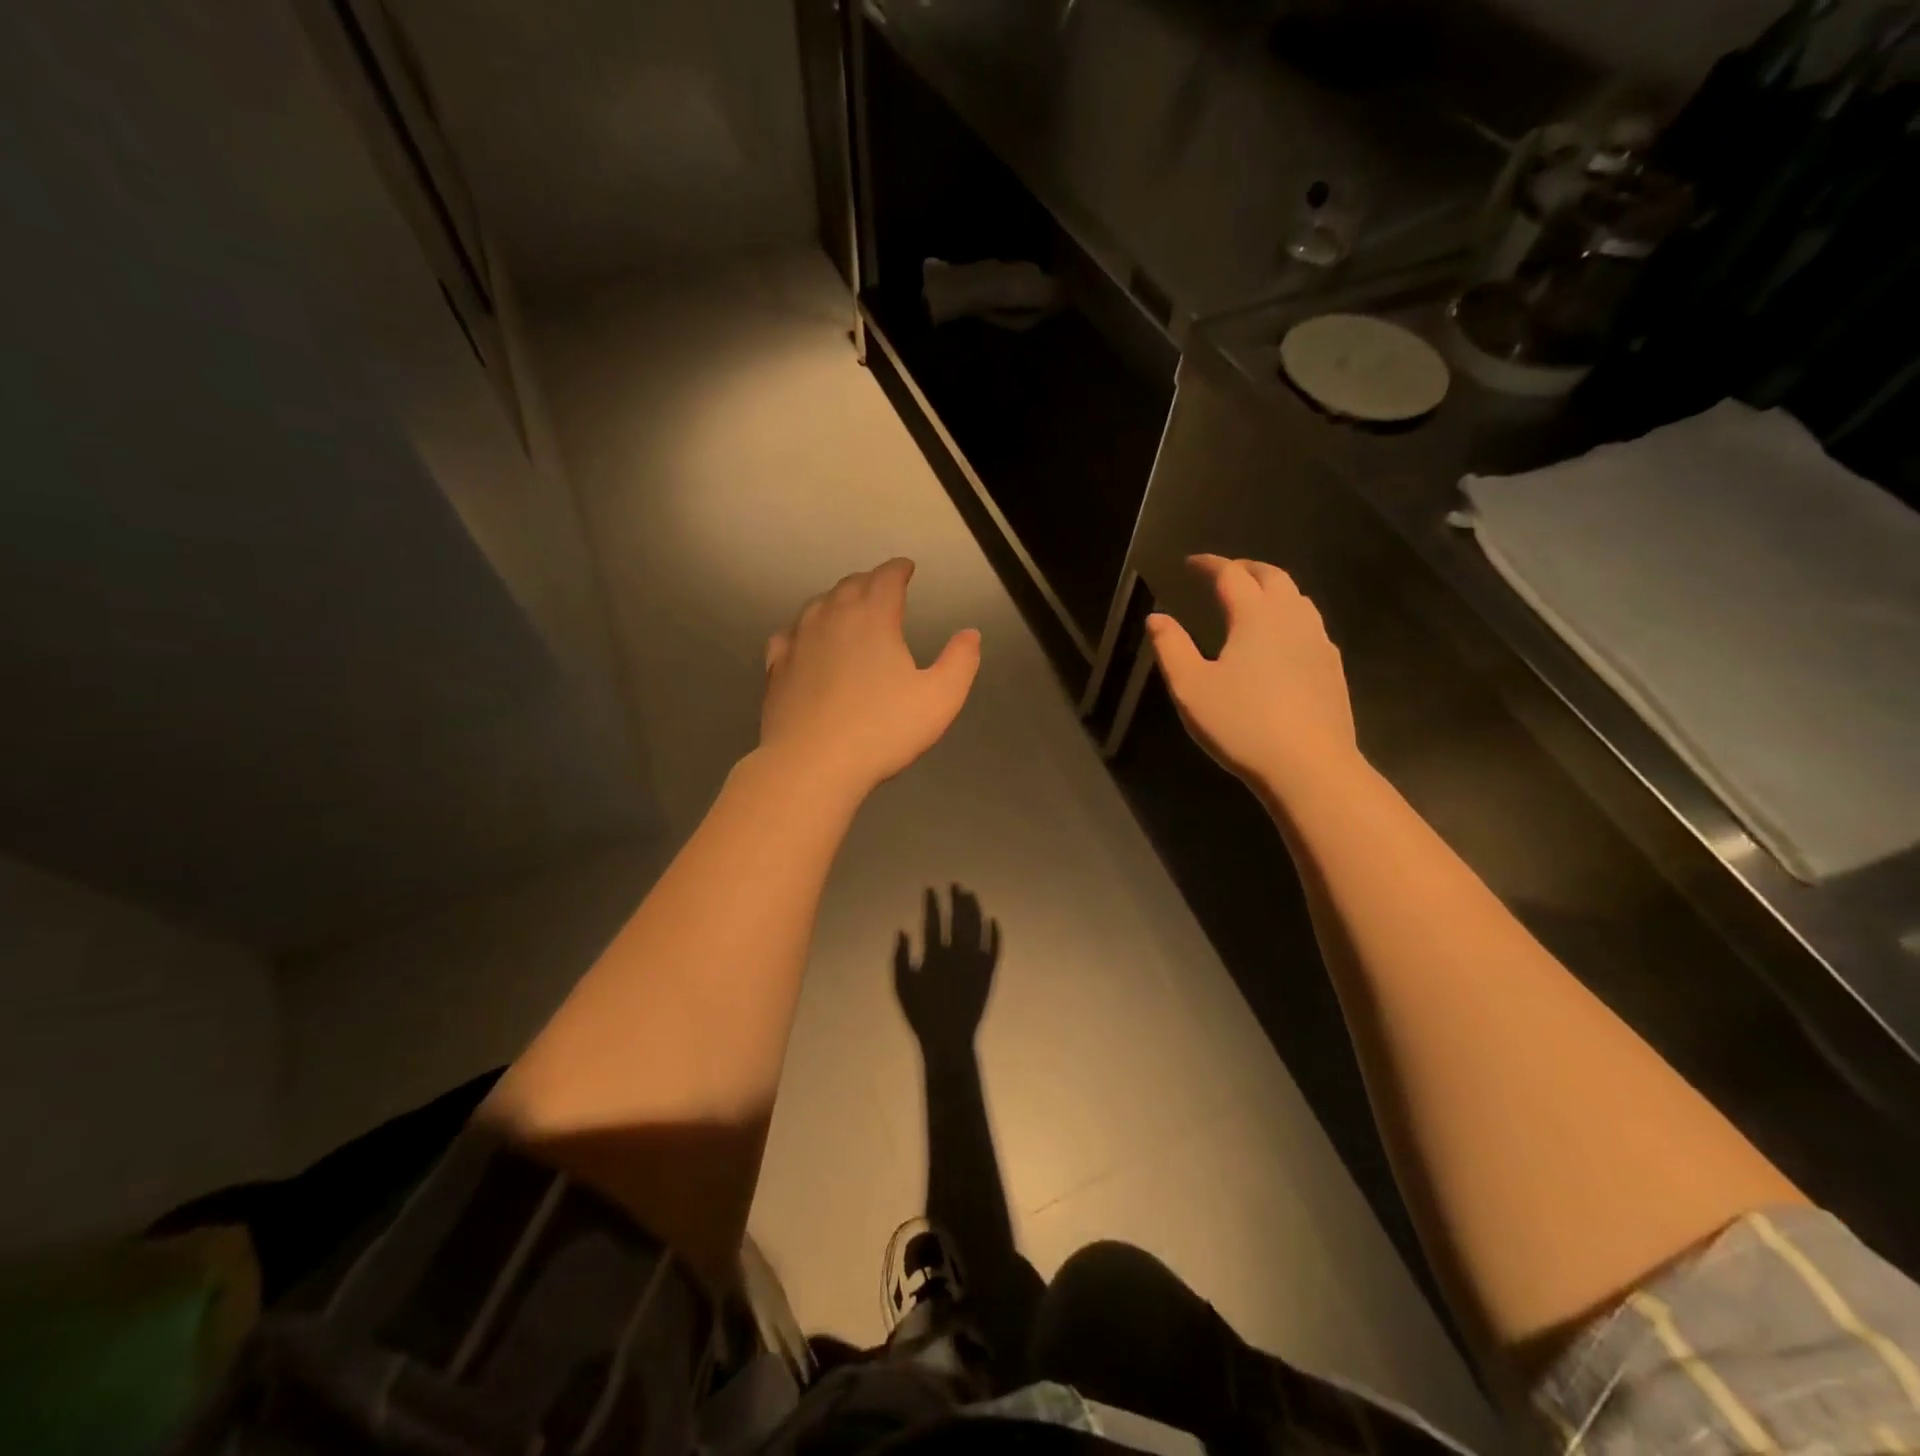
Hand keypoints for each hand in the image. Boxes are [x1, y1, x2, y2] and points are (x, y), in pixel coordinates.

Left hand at [761, 558, 980, 798]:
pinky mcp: (776, 668)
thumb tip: (970, 634)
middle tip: (881, 588)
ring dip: (836, 601)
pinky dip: (803, 630)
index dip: (898, 570)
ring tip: (848, 610)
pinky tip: (805, 641)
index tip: (906, 568)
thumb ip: (960, 662)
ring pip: (817, 606)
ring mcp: (798, 640)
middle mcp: (832, 617)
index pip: (886, 578)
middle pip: (850, 585)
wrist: (811, 764)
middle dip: (869, 582)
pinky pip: (789, 635)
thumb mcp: (939, 699)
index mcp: (873, 617)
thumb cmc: (882, 730)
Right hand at [894, 885, 999, 1057]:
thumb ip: (900, 956)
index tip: (931, 889)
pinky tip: (993, 920)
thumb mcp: (901, 986)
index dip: (932, 902)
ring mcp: (976, 962)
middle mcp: (957, 953)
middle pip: (959, 918)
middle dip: (956, 899)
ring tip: (971, 895)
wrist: (949, 1040)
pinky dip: (995, 933)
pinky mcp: (989, 973)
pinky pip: (995, 948)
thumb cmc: (920, 1014)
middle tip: (955, 885)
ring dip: (975, 909)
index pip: (933, 919)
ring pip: (978, 928)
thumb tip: (903, 930)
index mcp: (934, 955)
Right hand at [1146, 555, 1356, 796]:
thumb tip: (1157, 618)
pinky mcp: (1332, 667)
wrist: (1309, 766)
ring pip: (1297, 598)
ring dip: (1272, 589)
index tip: (1191, 563)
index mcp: (1255, 616)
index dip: (1209, 564)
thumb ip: (1171, 648)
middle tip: (1223, 574)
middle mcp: (1291, 618)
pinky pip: (1310, 625)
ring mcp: (1318, 642)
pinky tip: (1281, 639)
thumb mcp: (1191, 687)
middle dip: (1245, 568)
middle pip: (1272, 576)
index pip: (1231, 575)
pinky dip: (1289, 616)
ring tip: (1252, 600)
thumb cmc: (1242, 724)